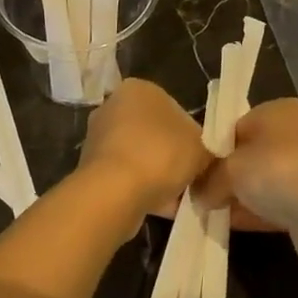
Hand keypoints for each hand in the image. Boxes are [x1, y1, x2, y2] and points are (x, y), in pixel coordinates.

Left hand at [78, 79, 210, 226]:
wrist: (114, 191)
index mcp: (139, 88)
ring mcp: (99, 137)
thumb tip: (207, 160)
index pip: (173, 108)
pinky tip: (162, 209)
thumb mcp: (201, 147)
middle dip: (172, 155)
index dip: (191, 135)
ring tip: (179, 199)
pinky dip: (142, 189)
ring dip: (157, 175)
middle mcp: (114, 105)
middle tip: (191, 179)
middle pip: (154, 133)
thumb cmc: (161, 154)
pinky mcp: (91, 167)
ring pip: (140, 156)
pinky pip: (125, 176)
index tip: (201, 158)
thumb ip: (207, 149)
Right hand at [195, 99, 297, 265]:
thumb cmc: (277, 172)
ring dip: (240, 197)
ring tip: (212, 214)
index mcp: (280, 110)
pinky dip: (256, 212)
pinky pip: (277, 202)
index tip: (198, 172)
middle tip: (202, 197)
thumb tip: (197, 195)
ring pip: (264, 180)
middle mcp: (297, 132)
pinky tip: (231, 225)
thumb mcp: (231, 169)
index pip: (237, 126)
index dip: (216, 150)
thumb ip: (210, 179)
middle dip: (227, 176)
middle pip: (250, 154)